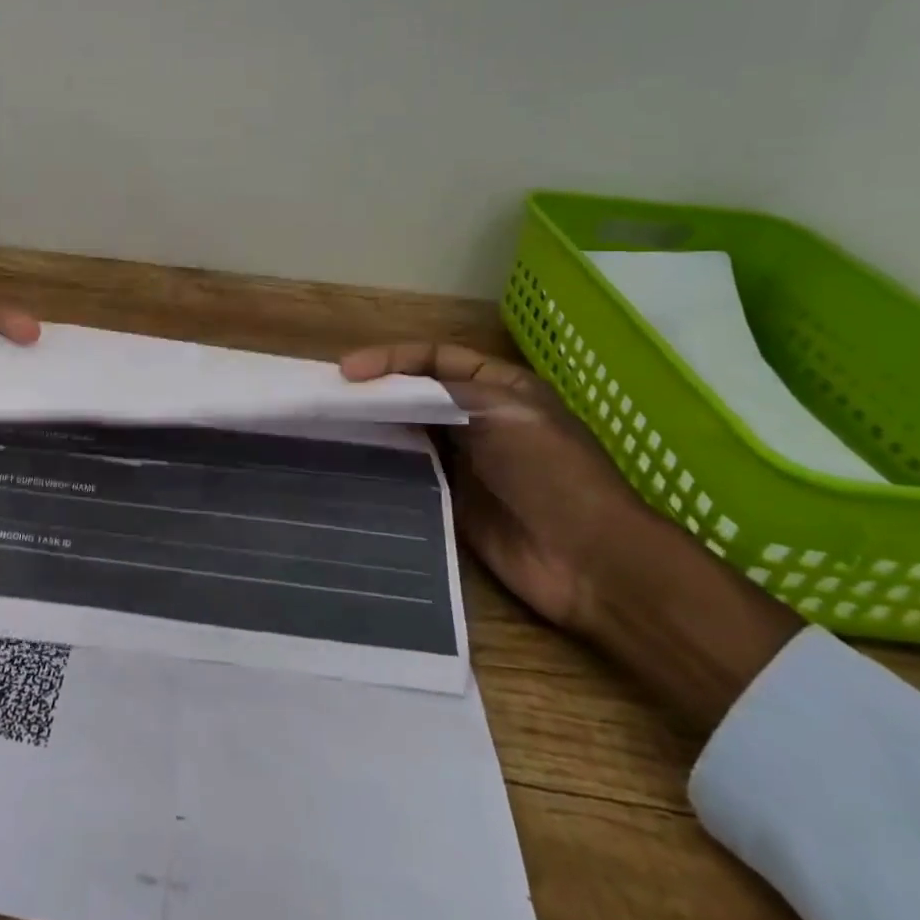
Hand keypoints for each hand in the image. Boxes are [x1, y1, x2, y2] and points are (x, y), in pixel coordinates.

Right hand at [342, 341, 802, 729]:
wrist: (590, 561)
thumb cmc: (552, 473)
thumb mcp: (505, 413)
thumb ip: (445, 393)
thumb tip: (387, 389)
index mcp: (498, 387)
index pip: (433, 358)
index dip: (390, 358)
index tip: (348, 372)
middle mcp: (475, 418)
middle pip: (414, 393)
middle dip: (374, 390)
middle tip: (328, 396)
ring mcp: (462, 460)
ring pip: (406, 431)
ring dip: (373, 425)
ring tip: (328, 424)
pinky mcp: (450, 499)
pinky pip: (407, 473)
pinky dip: (380, 463)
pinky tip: (350, 461)